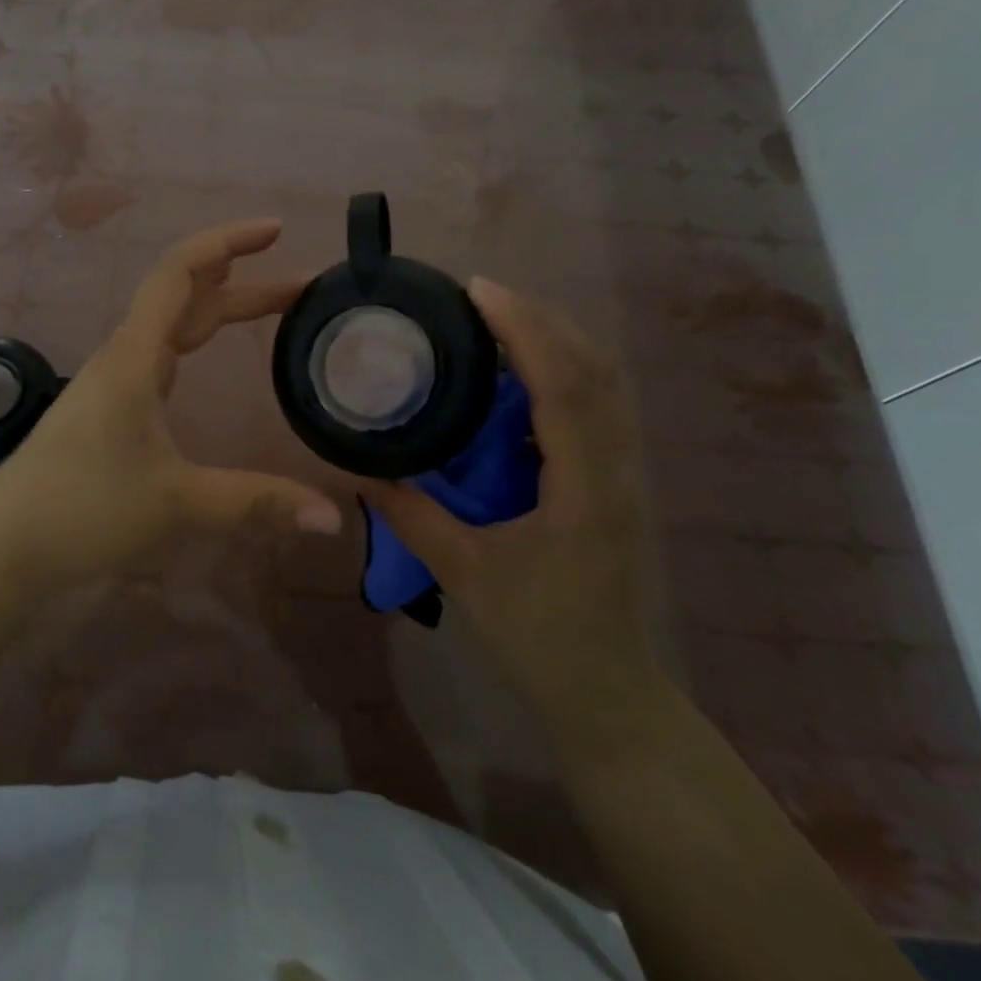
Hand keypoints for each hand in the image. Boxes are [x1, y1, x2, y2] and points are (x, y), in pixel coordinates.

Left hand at [0, 218, 342, 590]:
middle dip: (243, 282)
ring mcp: (112, 381)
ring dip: (219, 309)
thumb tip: (333, 518)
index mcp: (135, 357)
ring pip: (172, 326)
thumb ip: (256, 502)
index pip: (181, 273)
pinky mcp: (107, 408)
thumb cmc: (84, 510)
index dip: (228, 242)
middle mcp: (123, 357)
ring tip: (269, 309)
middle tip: (300, 286)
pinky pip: (159, 355)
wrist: (4, 545)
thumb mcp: (178, 504)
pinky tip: (205, 358)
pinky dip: (195, 341)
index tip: (275, 231)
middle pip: (185, 296)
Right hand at [361, 279, 660, 727]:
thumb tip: (359, 470)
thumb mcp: (465, 575)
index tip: (478, 291)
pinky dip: (561, 370)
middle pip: (593, 368)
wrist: (606, 688)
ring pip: (602, 383)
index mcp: (584, 487)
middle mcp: (615, 467)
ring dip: (554, 339)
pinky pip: (595, 405)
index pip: (563, 385)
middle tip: (478, 296)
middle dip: (539, 319)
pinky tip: (518, 374)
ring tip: (496, 319)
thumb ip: (411, 517)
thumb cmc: (539, 634)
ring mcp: (622, 473)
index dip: (524, 329)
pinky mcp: (612, 481)